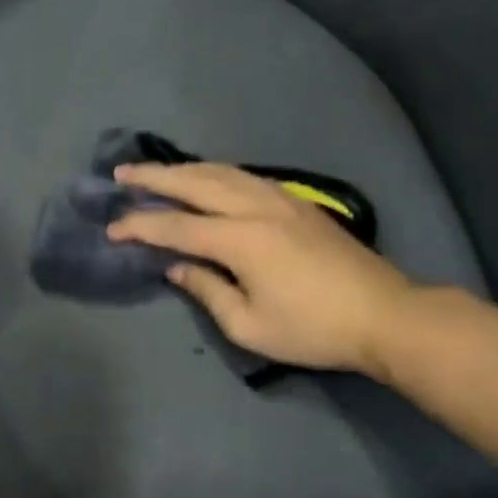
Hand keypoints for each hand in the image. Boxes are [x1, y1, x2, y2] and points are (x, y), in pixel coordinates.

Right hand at [108, 162, 415, 378]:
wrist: (386, 314)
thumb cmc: (314, 329)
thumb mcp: (250, 326)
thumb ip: (207, 291)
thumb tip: (177, 268)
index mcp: (241, 239)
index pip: (176, 226)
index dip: (140, 226)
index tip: (112, 228)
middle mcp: (255, 208)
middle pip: (195, 182)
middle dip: (154, 177)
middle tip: (121, 172)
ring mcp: (280, 199)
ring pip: (221, 171)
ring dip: (183, 168)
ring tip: (156, 170)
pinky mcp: (297, 202)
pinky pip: (244, 176)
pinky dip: (215, 171)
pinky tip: (207, 176)